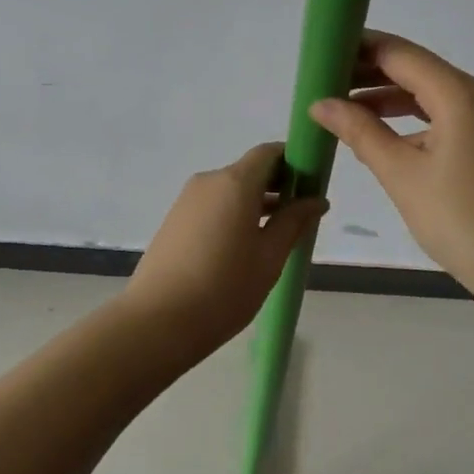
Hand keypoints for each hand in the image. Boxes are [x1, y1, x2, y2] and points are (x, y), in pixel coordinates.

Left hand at [120, 143, 327, 355]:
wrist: (157, 320)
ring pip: (231, 190)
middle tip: (301, 216)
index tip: (312, 185)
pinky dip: (234, 214)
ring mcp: (188, 199)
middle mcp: (209, 181)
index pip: (268, 152)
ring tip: (277, 236)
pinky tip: (244, 248)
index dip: (294, 162)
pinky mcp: (175, 219)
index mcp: (235, 182)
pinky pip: (213, 205)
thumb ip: (294, 223)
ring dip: (256, 203)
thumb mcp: (269, 258)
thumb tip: (317, 200)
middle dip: (278, 186)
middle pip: (250, 170)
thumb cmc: (224, 288)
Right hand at [309, 31, 473, 303]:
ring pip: (432, 95)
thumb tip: (320, 103)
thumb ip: (360, 133)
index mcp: (461, 95)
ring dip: (389, 100)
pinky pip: (449, 118)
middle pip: (416, 70)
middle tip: (322, 86)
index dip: (357, 48)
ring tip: (344, 113)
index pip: (399, 53)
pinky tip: (386, 142)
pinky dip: (414, 123)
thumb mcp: (404, 177)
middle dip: (369, 74)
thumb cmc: (468, 224)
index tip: (319, 56)